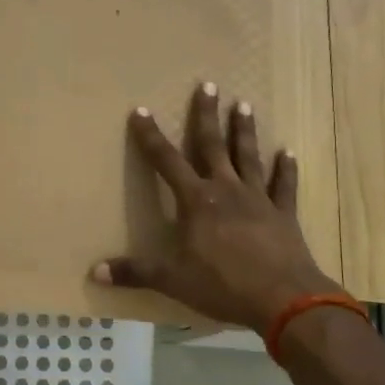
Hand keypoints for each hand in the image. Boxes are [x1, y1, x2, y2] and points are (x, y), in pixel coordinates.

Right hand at [93, 83, 340, 332]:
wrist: (283, 299)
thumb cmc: (222, 285)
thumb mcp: (171, 280)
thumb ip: (134, 272)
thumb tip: (94, 272)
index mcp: (196, 201)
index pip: (166, 161)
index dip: (151, 136)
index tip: (141, 110)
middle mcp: (226, 190)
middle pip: (212, 146)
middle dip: (207, 115)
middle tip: (209, 85)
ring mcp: (258, 199)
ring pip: (248, 157)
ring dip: (244, 131)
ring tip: (244, 105)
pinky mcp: (283, 215)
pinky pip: (284, 186)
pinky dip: (286, 169)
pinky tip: (289, 153)